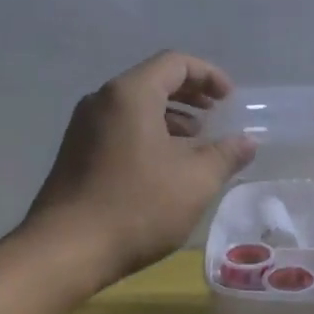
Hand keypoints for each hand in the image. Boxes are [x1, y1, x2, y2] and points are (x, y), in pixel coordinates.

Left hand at [24, 51, 256, 287]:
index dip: (209, 75)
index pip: (174, 63)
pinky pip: (120, 128)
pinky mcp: (77, 154)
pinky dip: (149, 134)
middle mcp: (102, 101)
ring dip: (171, 117)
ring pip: (135, 107)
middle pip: (153, 81)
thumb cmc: (138, 207)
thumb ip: (226, 154)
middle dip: (190, 95)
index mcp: (130, 95)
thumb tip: (247, 141)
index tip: (230, 99)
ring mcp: (84, 128)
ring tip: (197, 143)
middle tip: (217, 115)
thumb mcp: (195, 181)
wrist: (66, 250)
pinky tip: (166, 166)